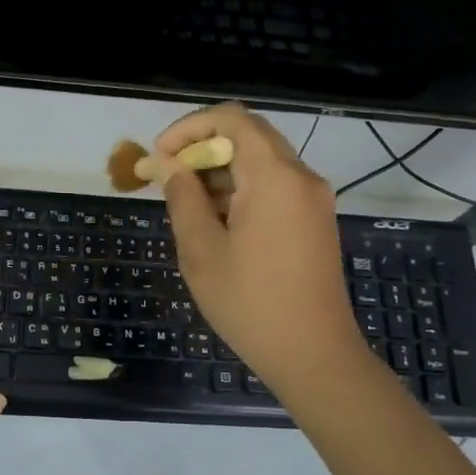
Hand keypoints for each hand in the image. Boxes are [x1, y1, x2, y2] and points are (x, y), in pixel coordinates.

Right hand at [153, 103, 363, 397]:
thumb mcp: (202, 250)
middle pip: (248, 136)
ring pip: (261, 162)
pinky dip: (241, 190)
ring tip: (187, 207)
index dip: (189, 128)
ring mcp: (313, 199)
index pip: (231, 119)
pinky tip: (217, 224)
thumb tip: (168, 164)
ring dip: (220, 172)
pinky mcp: (315, 220)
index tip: (160, 157)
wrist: (314, 355)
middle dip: (202, 149)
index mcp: (275, 177)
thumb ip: (183, 197)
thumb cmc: (250, 303)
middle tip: (168, 179)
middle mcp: (301, 177)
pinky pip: (274, 186)